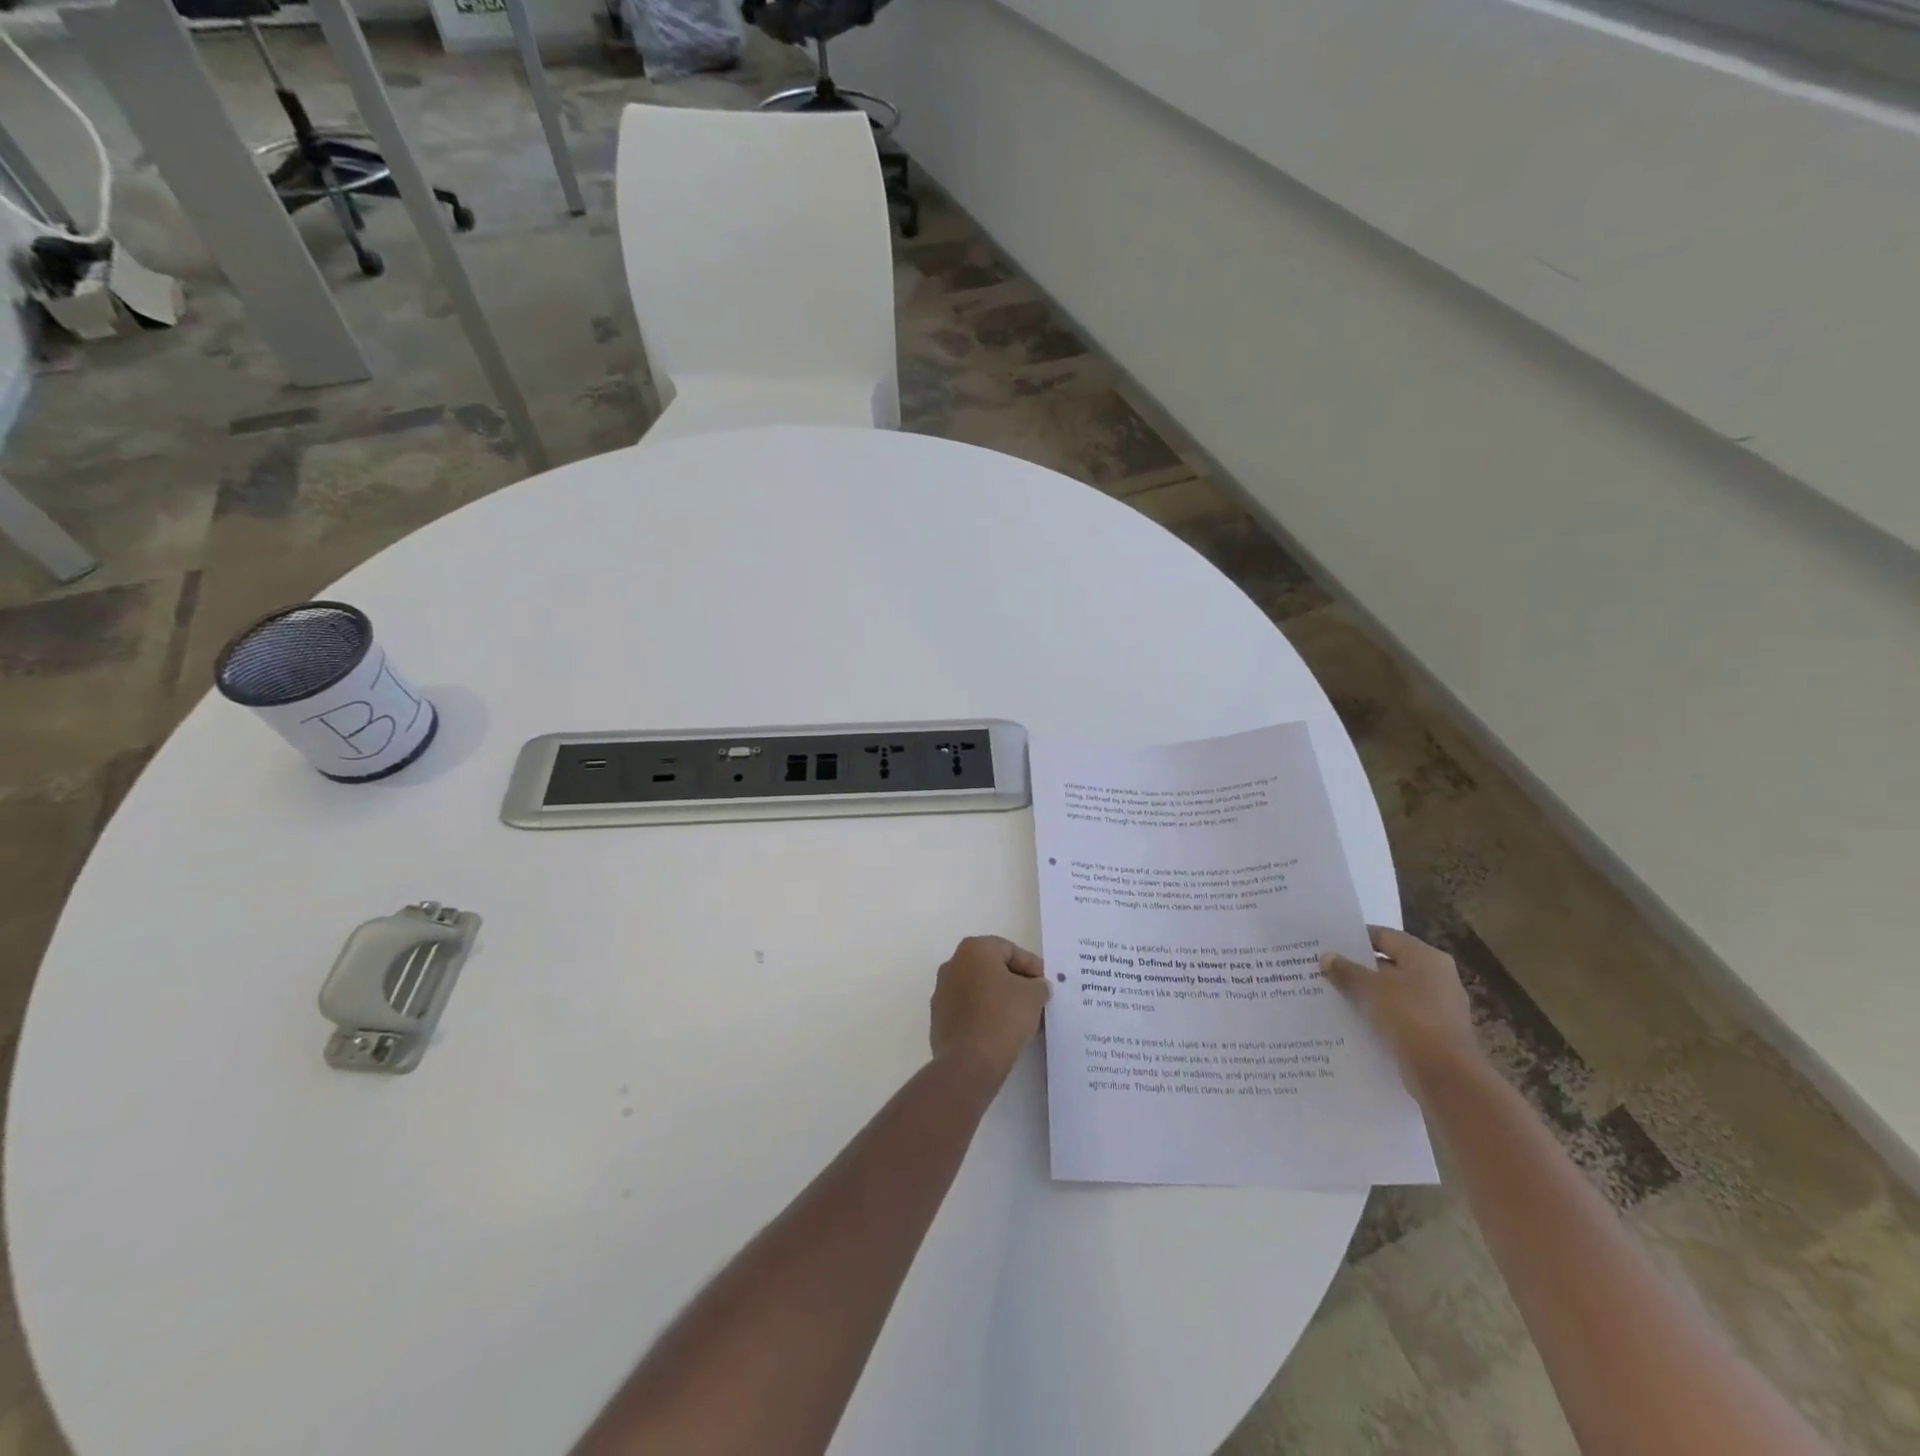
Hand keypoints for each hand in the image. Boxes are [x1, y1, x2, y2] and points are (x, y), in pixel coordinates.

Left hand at [930, 936, 1048, 1082]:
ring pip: (979, 989)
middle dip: (1016, 982)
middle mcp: (952, 964)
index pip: (1010, 950)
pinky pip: (968, 1009)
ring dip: (1000, 999)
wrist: (969, 1062)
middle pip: (992, 968)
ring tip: (1022, 1019)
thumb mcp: (1033, 996)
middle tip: (1036, 1000)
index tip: (1045, 985)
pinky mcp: (939, 1018)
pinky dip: (985, 1014)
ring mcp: (942, 992)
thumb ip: (1039, 984)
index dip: (1032, 966)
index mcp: (973, 949)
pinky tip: (1002, 1031)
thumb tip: (1036, 986)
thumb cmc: (1003, 1017)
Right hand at [1321, 926, 1481, 1089]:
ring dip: (1365, 993)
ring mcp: (1437, 1006)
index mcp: (1426, 957)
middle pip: (1389, 964)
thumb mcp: (1371, 989)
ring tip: (1331, 993)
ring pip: (1392, 992)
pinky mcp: (1432, 1032)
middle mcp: (1436, 977)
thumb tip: (1327, 956)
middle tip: (1323, 968)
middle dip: (1357, 967)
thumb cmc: (1410, 1018)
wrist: (1445, 1075)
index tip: (1328, 943)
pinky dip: (1377, 1014)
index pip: (1384, 936)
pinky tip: (1351, 1019)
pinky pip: (1398, 1015)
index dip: (1355, 938)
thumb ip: (1347, 971)